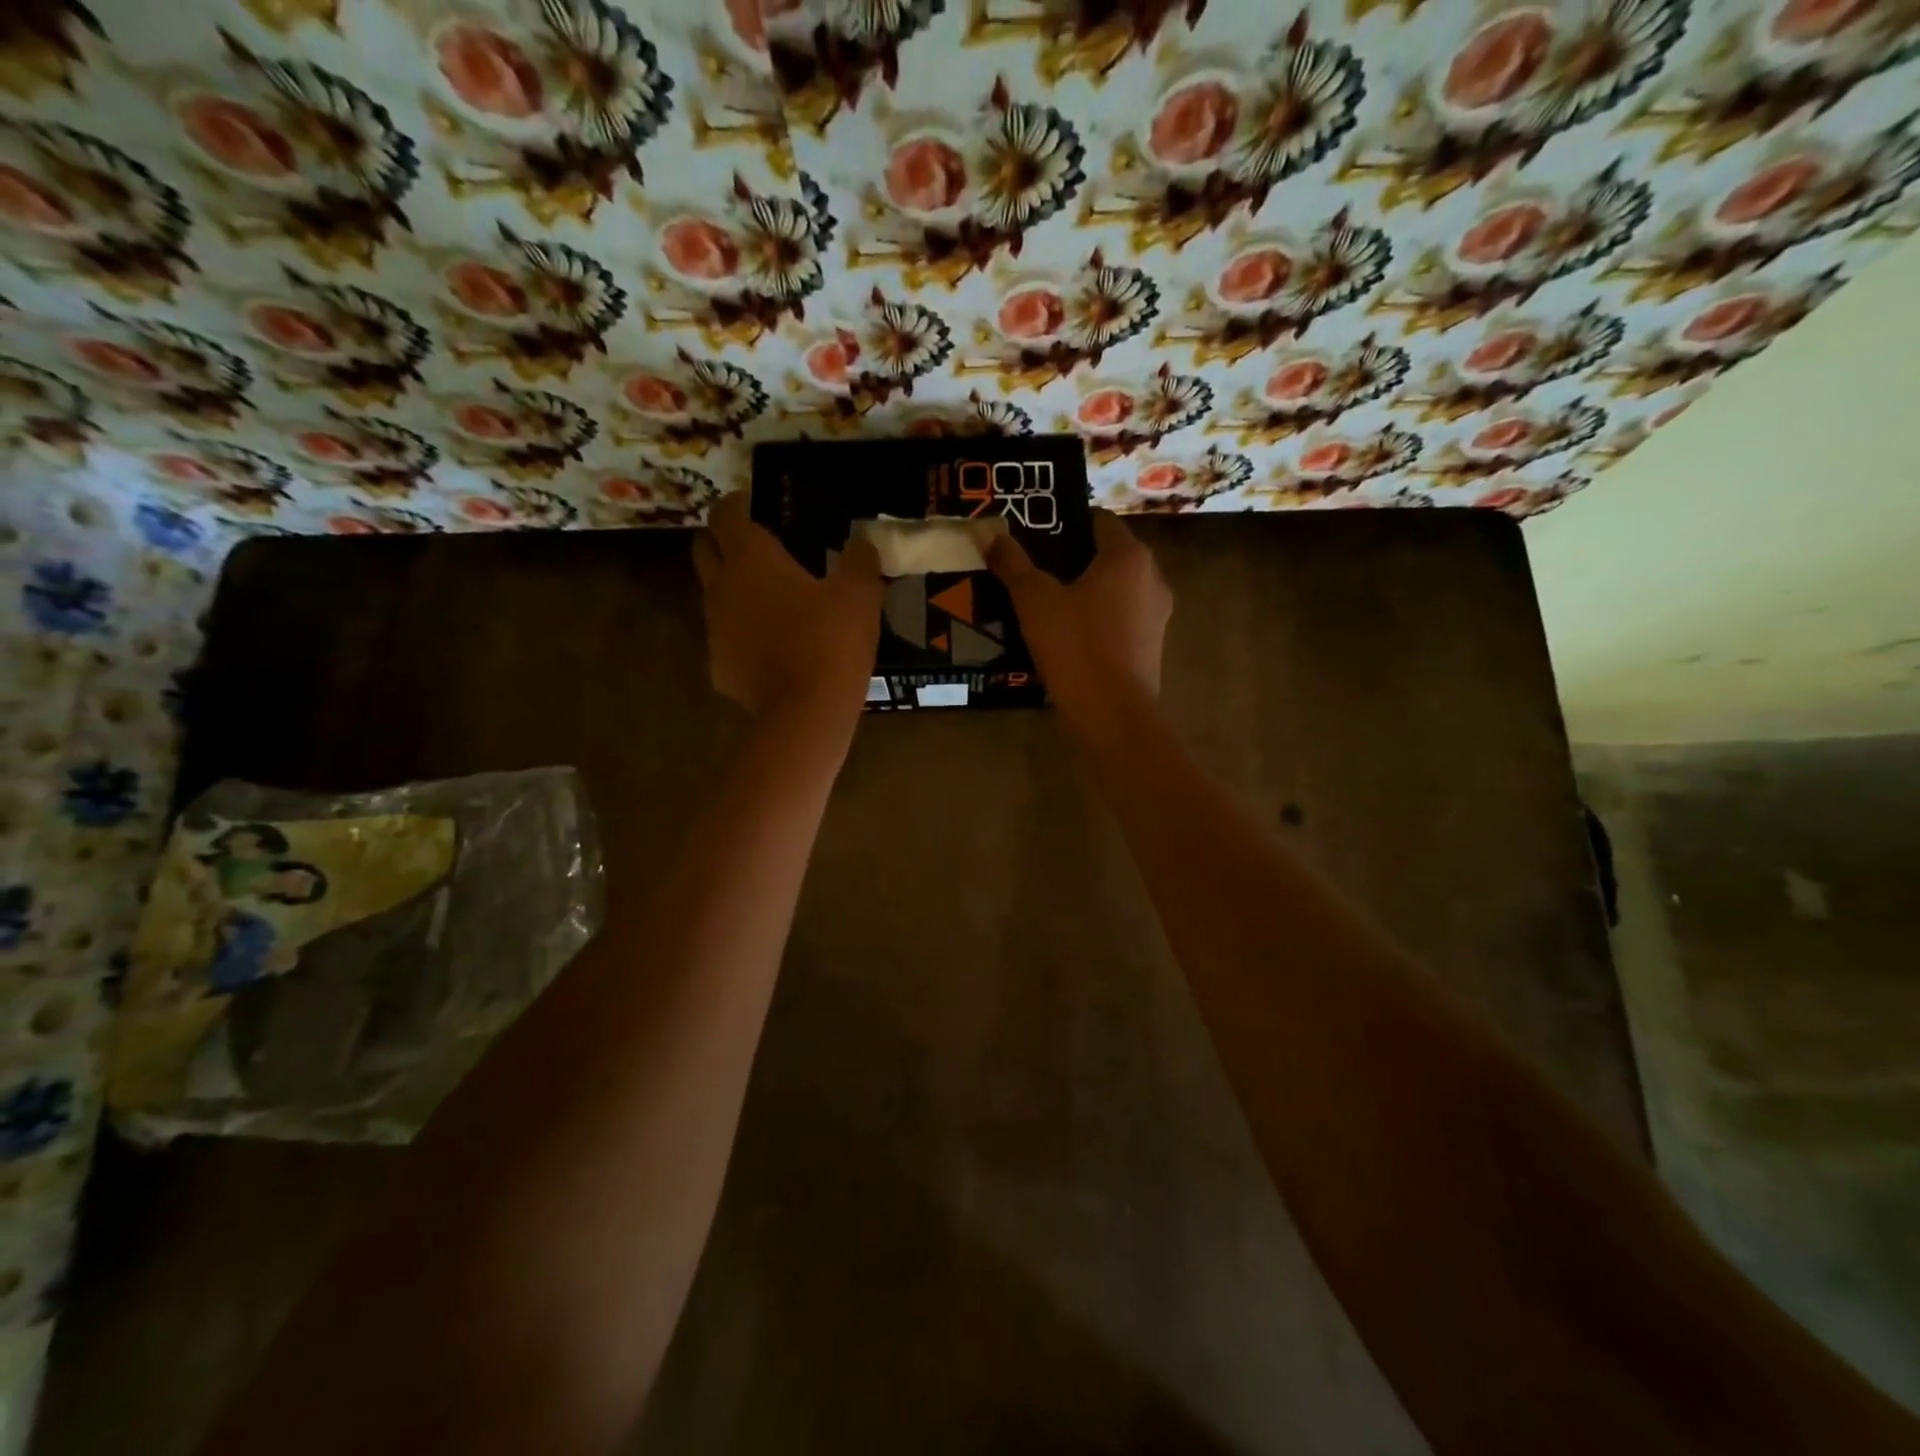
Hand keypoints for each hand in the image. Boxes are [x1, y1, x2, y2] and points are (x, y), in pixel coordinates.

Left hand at [693, 492, 882, 719]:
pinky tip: (769, 647)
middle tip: (754, 547)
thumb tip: (863, 543)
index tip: (753, 505)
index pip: (725, 515)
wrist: (806, 712)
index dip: (736, 505)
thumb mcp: (860, 594)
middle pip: (704, 550)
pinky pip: (726, 639)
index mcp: (751, 558)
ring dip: (732, 590)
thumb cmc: (831, 640)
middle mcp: (721, 587)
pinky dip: (742, 635)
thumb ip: (860, 561)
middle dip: (722, 541)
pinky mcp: (719, 667)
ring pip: (713, 597)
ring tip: (767, 600)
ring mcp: (715, 630)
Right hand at [985, 510, 1170, 708]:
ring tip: (1048, 602)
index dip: (1068, 523)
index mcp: (1128, 556)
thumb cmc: (1075, 645)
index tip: (1038, 534)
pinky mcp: (1152, 647)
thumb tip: (989, 533)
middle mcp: (1152, 578)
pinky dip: (1099, 620)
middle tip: (1036, 568)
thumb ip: (1013, 564)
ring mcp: (1157, 615)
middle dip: (1075, 560)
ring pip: (1117, 591)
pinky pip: (1121, 620)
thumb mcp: (1034, 600)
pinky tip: (1069, 635)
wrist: (1111, 713)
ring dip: (1088, 592)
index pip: (1100, 522)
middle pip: (1109, 557)